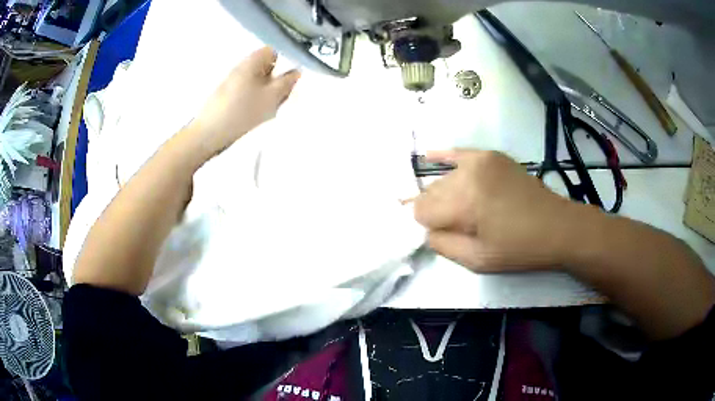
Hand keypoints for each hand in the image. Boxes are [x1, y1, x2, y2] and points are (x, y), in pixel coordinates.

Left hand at [186, 47, 300, 155]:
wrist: (209, 134)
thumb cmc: (242, 111)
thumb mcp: (271, 97)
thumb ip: (287, 82)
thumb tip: (296, 71)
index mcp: (252, 61)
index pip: (275, 50)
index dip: (287, 60)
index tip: (293, 77)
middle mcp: (242, 67)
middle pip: (268, 66)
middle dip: (278, 78)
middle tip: (284, 95)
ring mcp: (234, 81)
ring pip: (260, 80)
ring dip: (269, 91)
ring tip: (272, 107)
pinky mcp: (229, 95)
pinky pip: (250, 91)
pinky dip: (257, 99)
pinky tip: (259, 112)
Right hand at [414, 150, 577, 271]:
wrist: (557, 227)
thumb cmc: (519, 248)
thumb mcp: (477, 260)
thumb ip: (442, 245)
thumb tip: (426, 230)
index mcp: (465, 201)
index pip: (421, 210)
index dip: (427, 225)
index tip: (441, 235)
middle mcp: (467, 174)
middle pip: (431, 192)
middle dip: (435, 210)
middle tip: (453, 225)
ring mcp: (480, 160)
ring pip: (444, 178)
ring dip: (444, 194)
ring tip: (460, 208)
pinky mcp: (491, 156)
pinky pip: (459, 152)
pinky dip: (444, 157)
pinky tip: (429, 156)